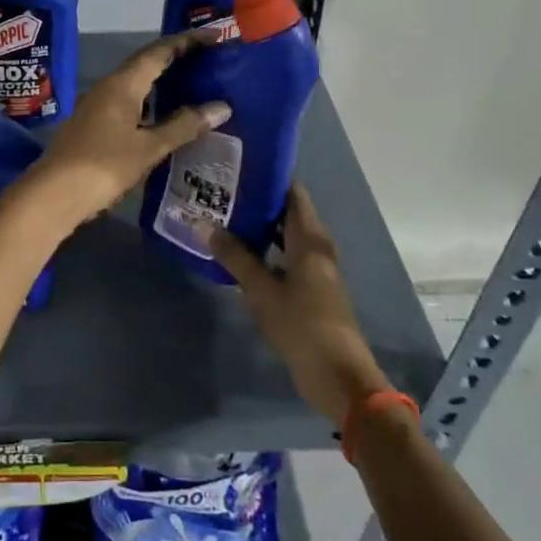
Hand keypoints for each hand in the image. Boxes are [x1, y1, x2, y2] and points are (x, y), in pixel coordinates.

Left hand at [14, 32, 230, 228]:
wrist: (53, 195)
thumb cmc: (103, 166)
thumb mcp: (149, 147)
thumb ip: (184, 126)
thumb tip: (221, 107)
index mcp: (122, 84)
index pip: (159, 51)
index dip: (188, 41)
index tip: (215, 36)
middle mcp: (108, 87)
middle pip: (147, 64)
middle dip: (178, 59)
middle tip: (210, 59)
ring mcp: (98, 106)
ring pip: (137, 84)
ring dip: (164, 82)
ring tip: (195, 86)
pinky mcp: (94, 125)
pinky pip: (130, 103)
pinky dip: (152, 102)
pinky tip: (167, 117)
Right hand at [200, 184, 390, 427]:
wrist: (340, 377)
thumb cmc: (303, 326)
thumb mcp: (262, 290)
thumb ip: (233, 256)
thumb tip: (201, 223)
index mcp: (310, 238)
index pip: (292, 191)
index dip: (268, 175)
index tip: (238, 163)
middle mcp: (316, 247)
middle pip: (287, 212)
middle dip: (257, 200)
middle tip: (221, 189)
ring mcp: (316, 269)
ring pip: (285, 236)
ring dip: (259, 227)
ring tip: (223, 215)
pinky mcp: (312, 289)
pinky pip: (285, 257)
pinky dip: (265, 250)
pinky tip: (238, 253)